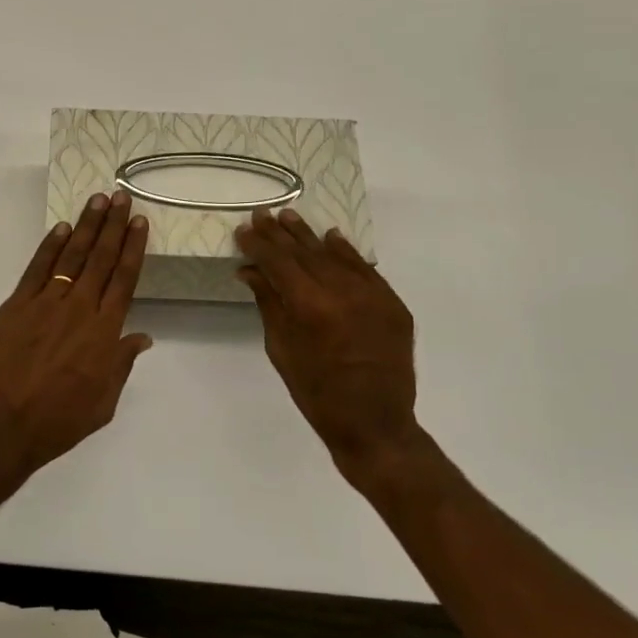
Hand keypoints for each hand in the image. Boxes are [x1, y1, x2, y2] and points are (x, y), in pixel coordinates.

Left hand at [0, 192, 153, 471]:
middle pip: (101, 259)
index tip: (139, 222)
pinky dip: (49, 246)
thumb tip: (141, 337)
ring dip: (86, 227)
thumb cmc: (58, 421)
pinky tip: (61, 228)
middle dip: (113, 226)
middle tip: (121, 197)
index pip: (124, 279)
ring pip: (71, 256)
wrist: (2, 424)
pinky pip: (37, 269)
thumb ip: (121, 365)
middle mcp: (79, 308)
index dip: (133, 248)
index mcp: (104, 332)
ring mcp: (46, 303)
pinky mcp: (16, 305)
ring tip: (98, 201)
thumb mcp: (103, 402)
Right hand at [236, 207, 421, 485]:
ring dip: (310, 237)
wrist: (374, 424)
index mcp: (310, 306)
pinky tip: (332, 238)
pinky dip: (347, 253)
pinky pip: (365, 270)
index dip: (259, 244)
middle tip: (264, 214)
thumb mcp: (282, 349)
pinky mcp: (393, 304)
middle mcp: (343, 292)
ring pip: (335, 255)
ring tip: (291, 218)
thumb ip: (269, 303)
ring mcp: (372, 296)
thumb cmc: (316, 393)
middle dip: (281, 234)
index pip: (279, 262)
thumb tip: (251, 270)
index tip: (244, 229)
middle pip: (305, 253)